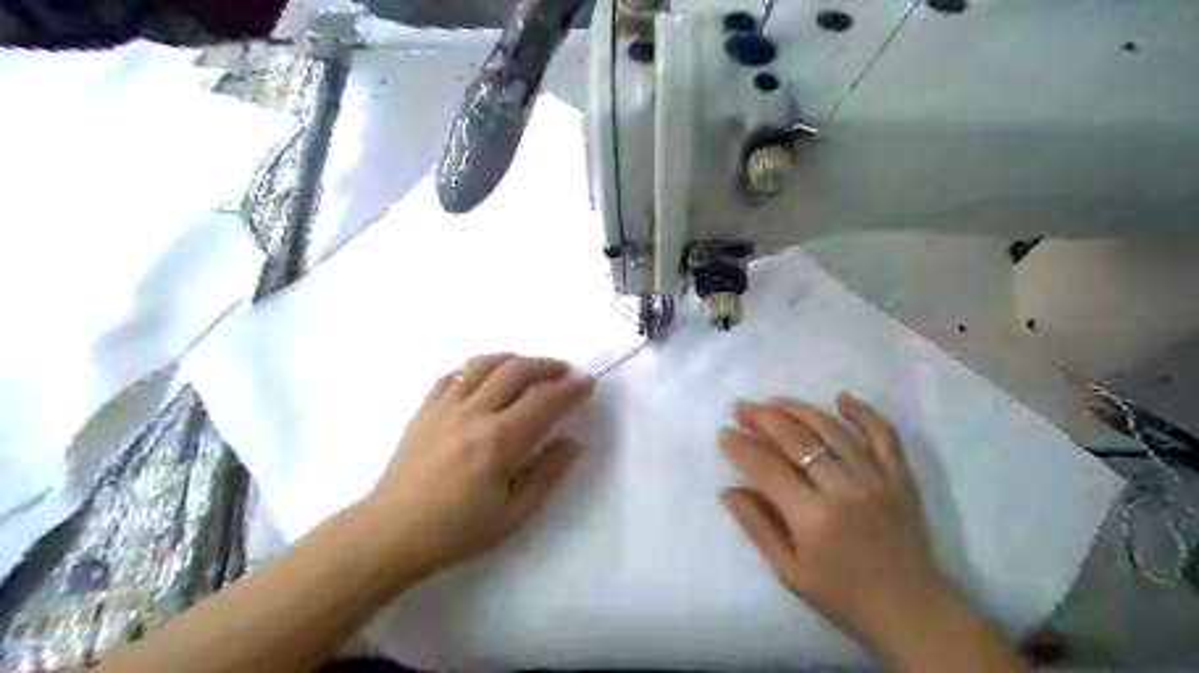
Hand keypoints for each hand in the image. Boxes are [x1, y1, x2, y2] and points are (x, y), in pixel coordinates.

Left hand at [358, 354, 597, 584]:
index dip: (571, 388)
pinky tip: (487, 377)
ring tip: (531, 369)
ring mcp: (444, 406)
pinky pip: (454, 373)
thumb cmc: (456, 531)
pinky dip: (478, 367)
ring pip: (485, 363)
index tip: (588, 382)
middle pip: (517, 370)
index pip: (544, 400)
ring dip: (515, 359)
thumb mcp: (513, 515)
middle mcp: (473, 413)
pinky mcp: (424, 408)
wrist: (389, 534)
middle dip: (548, 366)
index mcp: (498, 442)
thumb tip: (575, 442)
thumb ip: (548, 473)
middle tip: (565, 372)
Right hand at [715, 394, 960, 645]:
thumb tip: (727, 490)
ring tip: (772, 400)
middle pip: (796, 440)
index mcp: (813, 518)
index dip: (741, 447)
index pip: (767, 468)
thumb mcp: (789, 571)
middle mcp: (844, 489)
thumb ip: (757, 527)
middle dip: (761, 419)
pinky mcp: (900, 477)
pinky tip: (840, 397)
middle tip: (739, 407)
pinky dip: (863, 412)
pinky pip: (884, 435)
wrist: (912, 611)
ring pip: (832, 430)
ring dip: (798, 409)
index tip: (723, 434)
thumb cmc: (843, 596)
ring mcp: (876, 479)